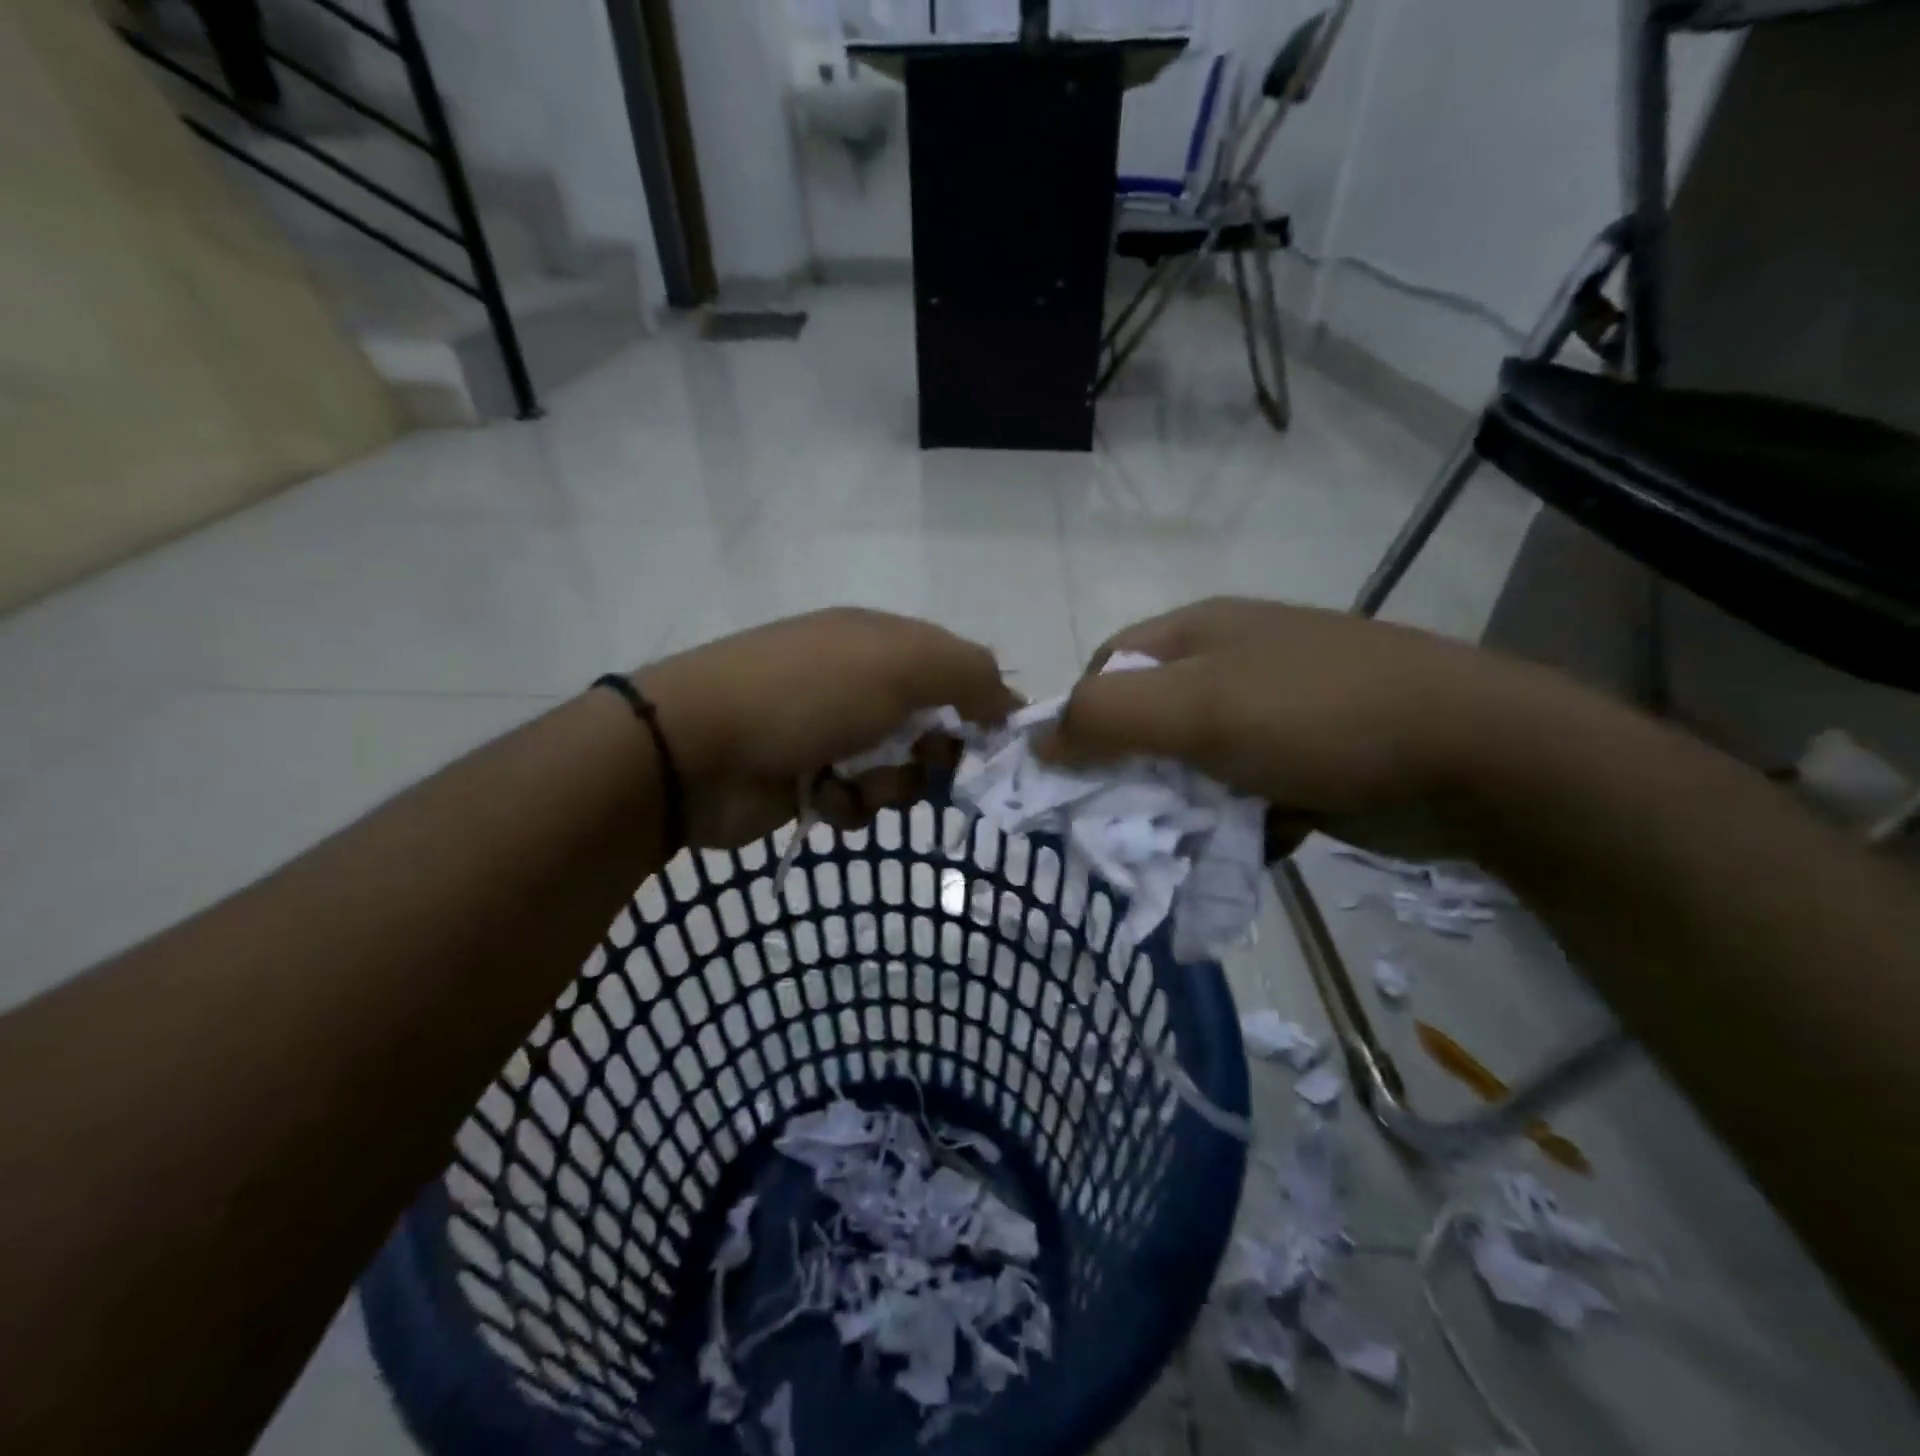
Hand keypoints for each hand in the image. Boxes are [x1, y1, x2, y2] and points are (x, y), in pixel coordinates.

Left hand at [637, 608, 1018, 847]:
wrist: (697, 748)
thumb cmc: (808, 696)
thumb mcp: (902, 665)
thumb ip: (970, 675)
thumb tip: (1010, 701)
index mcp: (882, 641)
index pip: (957, 670)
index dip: (982, 708)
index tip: (997, 749)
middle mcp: (859, 681)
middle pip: (932, 725)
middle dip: (935, 754)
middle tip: (927, 768)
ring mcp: (830, 730)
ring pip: (898, 769)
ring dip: (891, 784)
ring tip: (859, 785)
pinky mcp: (806, 777)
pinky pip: (858, 799)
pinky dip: (851, 804)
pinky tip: (825, 799)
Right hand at [1040, 597, 1545, 854]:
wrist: (1476, 757)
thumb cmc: (1317, 715)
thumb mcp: (1199, 708)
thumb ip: (1106, 718)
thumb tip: (1036, 739)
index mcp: (1198, 634)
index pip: (1107, 672)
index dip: (1082, 721)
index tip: (1076, 779)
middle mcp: (1230, 667)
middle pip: (1148, 723)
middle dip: (1133, 776)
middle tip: (1129, 825)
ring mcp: (1272, 716)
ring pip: (1194, 768)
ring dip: (1186, 809)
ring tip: (1193, 844)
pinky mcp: (1305, 763)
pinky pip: (1243, 796)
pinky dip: (1237, 825)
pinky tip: (1254, 843)